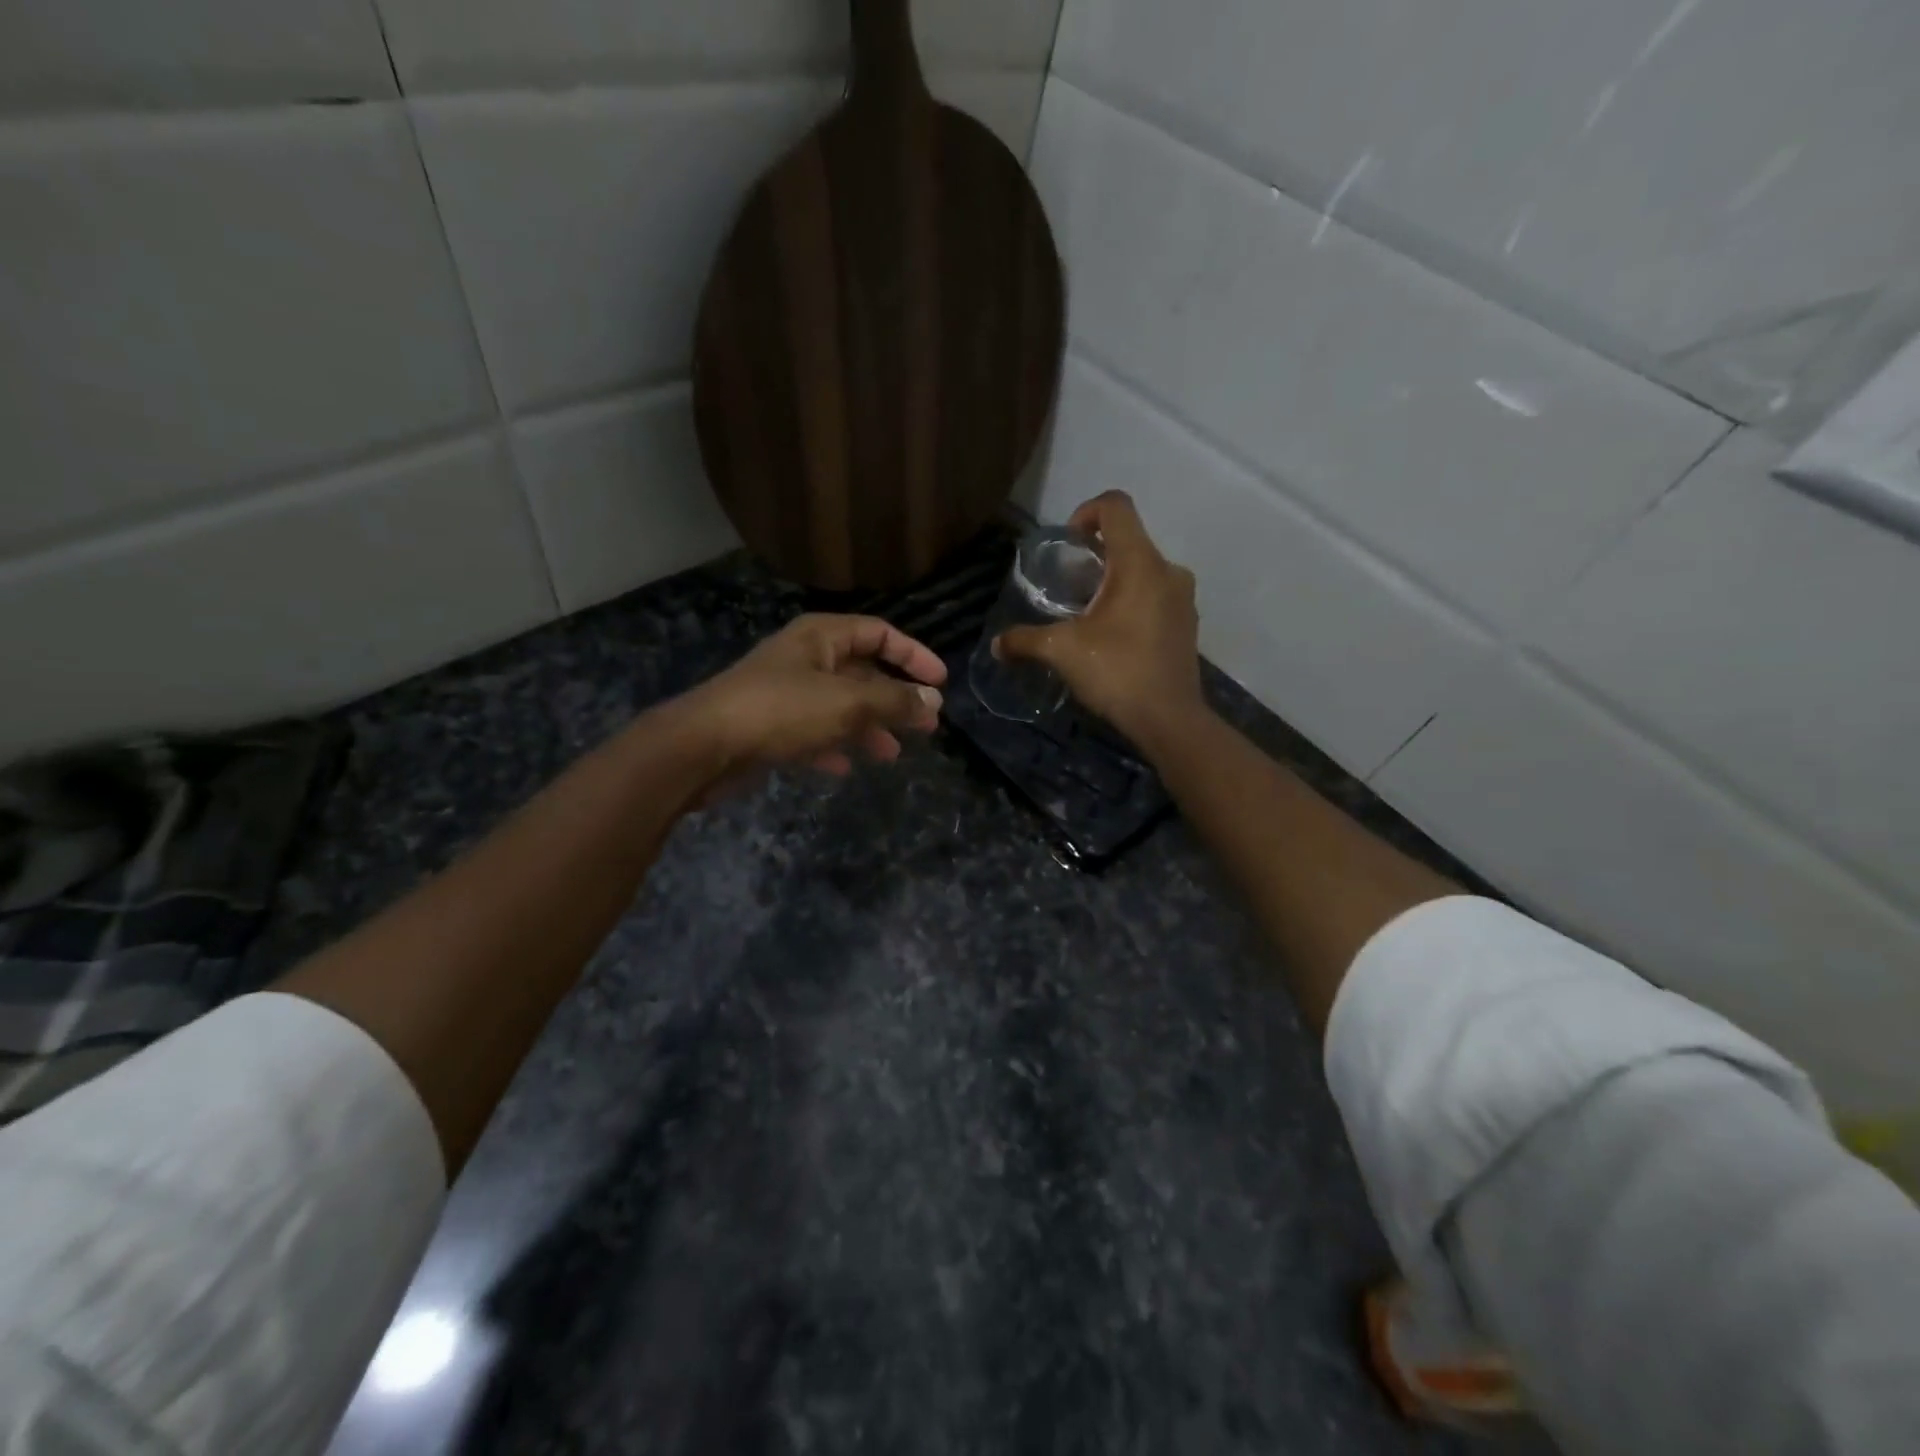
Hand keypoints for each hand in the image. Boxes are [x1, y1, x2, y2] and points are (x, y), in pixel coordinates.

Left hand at [678, 614, 946, 790]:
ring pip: (840, 706)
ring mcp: (785, 693)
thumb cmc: (781, 711)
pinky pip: (813, 732)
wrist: (702, 746)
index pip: (879, 633)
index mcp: (821, 637)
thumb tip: (933, 701)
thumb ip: (894, 701)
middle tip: (925, 725)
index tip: (940, 683)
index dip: (913, 654)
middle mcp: (804, 658)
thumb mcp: (848, 703)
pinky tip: (844, 768)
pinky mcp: (770, 726)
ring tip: (892, 754)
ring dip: (868, 727)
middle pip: (862, 672)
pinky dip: (832, 746)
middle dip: (894, 698)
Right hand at [996, 491, 1201, 740]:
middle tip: (1068, 587)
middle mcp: (1168, 570)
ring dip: (1114, 582)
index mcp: (1140, 563)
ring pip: (1143, 570)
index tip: (1068, 544)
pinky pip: (1156, 595)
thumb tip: (997, 645)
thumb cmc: (1117, 672)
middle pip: (1128, 540)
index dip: (1086, 512)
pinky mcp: (1187, 624)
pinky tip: (1112, 637)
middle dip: (1095, 556)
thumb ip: (1025, 641)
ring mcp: (1183, 598)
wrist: (1169, 719)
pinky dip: (1132, 603)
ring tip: (1087, 614)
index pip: (1116, 506)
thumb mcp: (1061, 652)